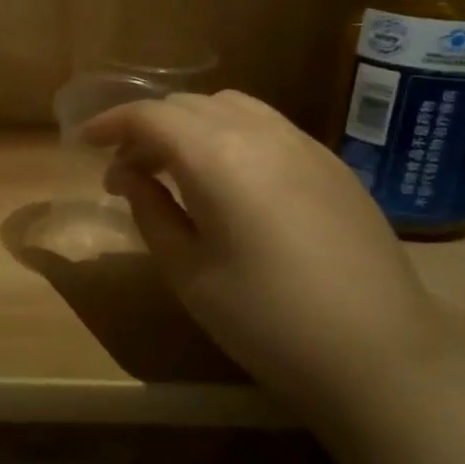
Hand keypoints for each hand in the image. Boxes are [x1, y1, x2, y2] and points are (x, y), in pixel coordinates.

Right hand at [83, 90, 464, 426]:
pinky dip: (230, 135)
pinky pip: (267, 127)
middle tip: (126, 172)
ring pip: (231, 107)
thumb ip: (151, 211)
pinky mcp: (333, 166)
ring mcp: (305, 146)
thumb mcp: (187, 272)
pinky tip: (229, 182)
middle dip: (146, 128)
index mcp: (218, 157)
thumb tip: (130, 177)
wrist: (379, 358)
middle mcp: (262, 134)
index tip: (85, 144)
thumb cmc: (265, 320)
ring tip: (175, 170)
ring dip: (190, 126)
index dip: (110, 124)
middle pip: (188, 105)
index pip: (150, 116)